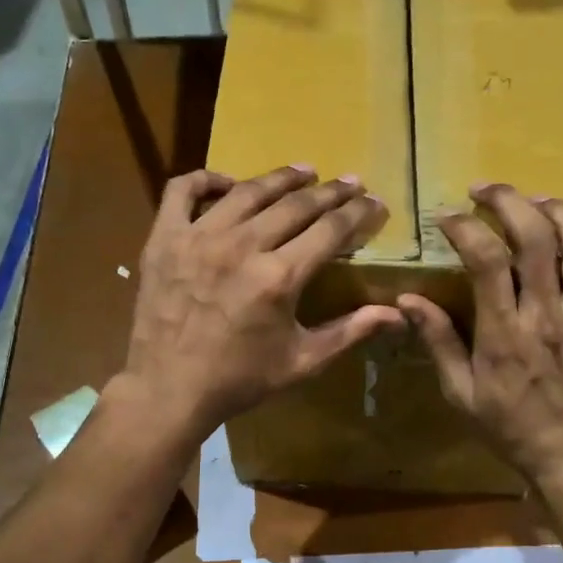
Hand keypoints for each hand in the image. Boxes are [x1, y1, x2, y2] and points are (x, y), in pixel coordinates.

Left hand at [120, 165, 404, 440]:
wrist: (168, 390)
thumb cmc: (238, 380)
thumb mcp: (301, 362)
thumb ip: (350, 332)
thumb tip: (398, 314)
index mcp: (279, 277)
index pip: (330, 230)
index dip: (358, 213)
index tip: (376, 203)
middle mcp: (242, 246)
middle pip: (295, 204)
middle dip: (330, 192)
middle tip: (350, 183)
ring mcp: (198, 237)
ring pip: (248, 191)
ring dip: (281, 178)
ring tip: (304, 172)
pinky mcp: (165, 239)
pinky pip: (184, 190)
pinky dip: (207, 180)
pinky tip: (229, 184)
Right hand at [398, 184, 562, 485]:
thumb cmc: (508, 426)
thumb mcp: (460, 393)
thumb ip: (438, 342)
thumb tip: (407, 300)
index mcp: (504, 333)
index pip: (486, 260)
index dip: (465, 227)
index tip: (447, 217)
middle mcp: (548, 316)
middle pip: (535, 238)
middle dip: (509, 201)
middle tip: (486, 190)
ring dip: (560, 212)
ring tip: (538, 203)